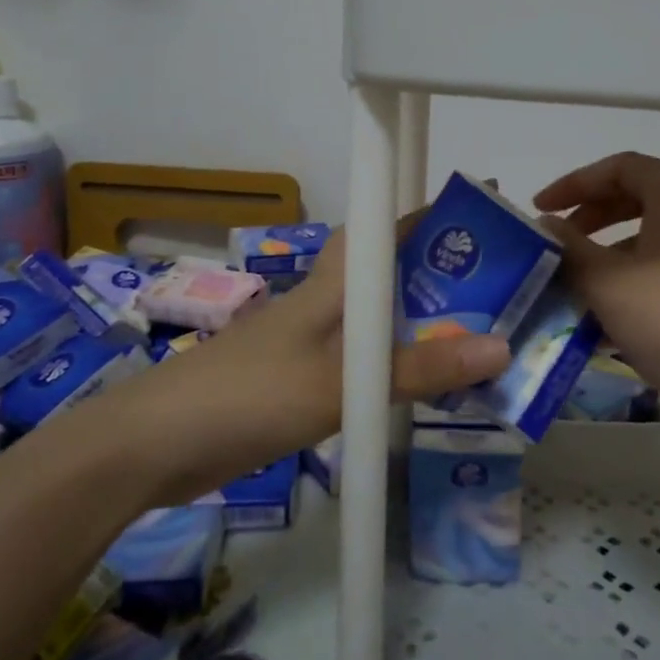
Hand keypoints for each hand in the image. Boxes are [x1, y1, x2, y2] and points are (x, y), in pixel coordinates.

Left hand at [95, 225, 510, 502]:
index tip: (482, 216)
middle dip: (440, 274)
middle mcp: (325, 302)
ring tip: (478, 338)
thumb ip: (420, 369)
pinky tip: (420, 388)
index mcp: (334, 283)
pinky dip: (395, 366)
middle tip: (501, 289)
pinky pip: (362, 362)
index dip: (430, 215)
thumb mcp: (342, 383)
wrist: (156, 444)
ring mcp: (309, 342)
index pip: (385, 227)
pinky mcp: (298, 380)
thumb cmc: (251, 394)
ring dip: (421, 324)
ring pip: (378, 320)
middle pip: (389, 274)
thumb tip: (502, 346)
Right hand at [535, 153, 659, 445]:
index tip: (540, 209)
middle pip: (639, 197)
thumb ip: (569, 246)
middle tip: (558, 240)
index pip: (621, 167)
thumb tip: (546, 225)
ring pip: (653, 238)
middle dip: (592, 215)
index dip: (575, 182)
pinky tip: (606, 317)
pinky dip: (633, 280)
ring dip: (609, 253)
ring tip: (576, 283)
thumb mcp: (605, 280)